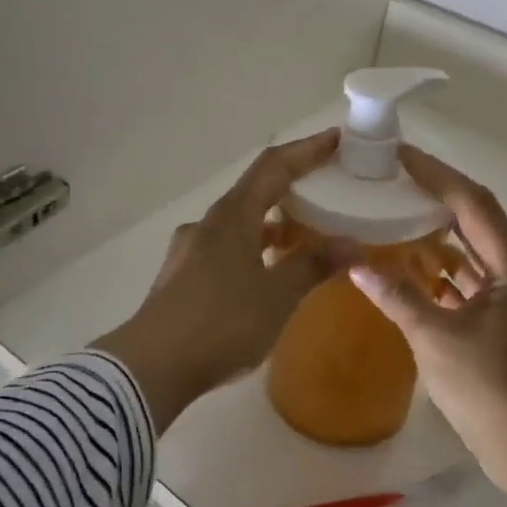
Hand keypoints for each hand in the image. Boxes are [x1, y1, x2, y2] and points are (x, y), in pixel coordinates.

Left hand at [93, 130, 341, 431]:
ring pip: (240, 222)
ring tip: (305, 235)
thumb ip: (314, 266)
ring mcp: (191, 249)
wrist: (153, 365)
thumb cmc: (221, 323)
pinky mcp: (183, 276)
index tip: (338, 140)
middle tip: (328, 189)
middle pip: (255, 190)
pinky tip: (268, 273)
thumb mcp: (277, 296)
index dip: (307, 150)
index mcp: (232, 215)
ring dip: (273, 221)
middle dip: (293, 186)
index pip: (274, 166)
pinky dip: (254, 248)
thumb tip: (353, 246)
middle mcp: (208, 223)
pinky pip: (227, 248)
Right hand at [344, 145, 506, 485]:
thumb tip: (355, 263)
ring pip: (473, 256)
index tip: (401, 156)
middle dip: (436, 199)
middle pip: (476, 223)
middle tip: (395, 182)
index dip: (437, 175)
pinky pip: (471, 285)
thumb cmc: (489, 389)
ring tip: (396, 218)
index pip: (473, 204)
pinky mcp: (506, 326)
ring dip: (437, 238)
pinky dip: (442, 275)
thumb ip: (396, 295)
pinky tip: (410, 272)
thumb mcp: (434, 338)